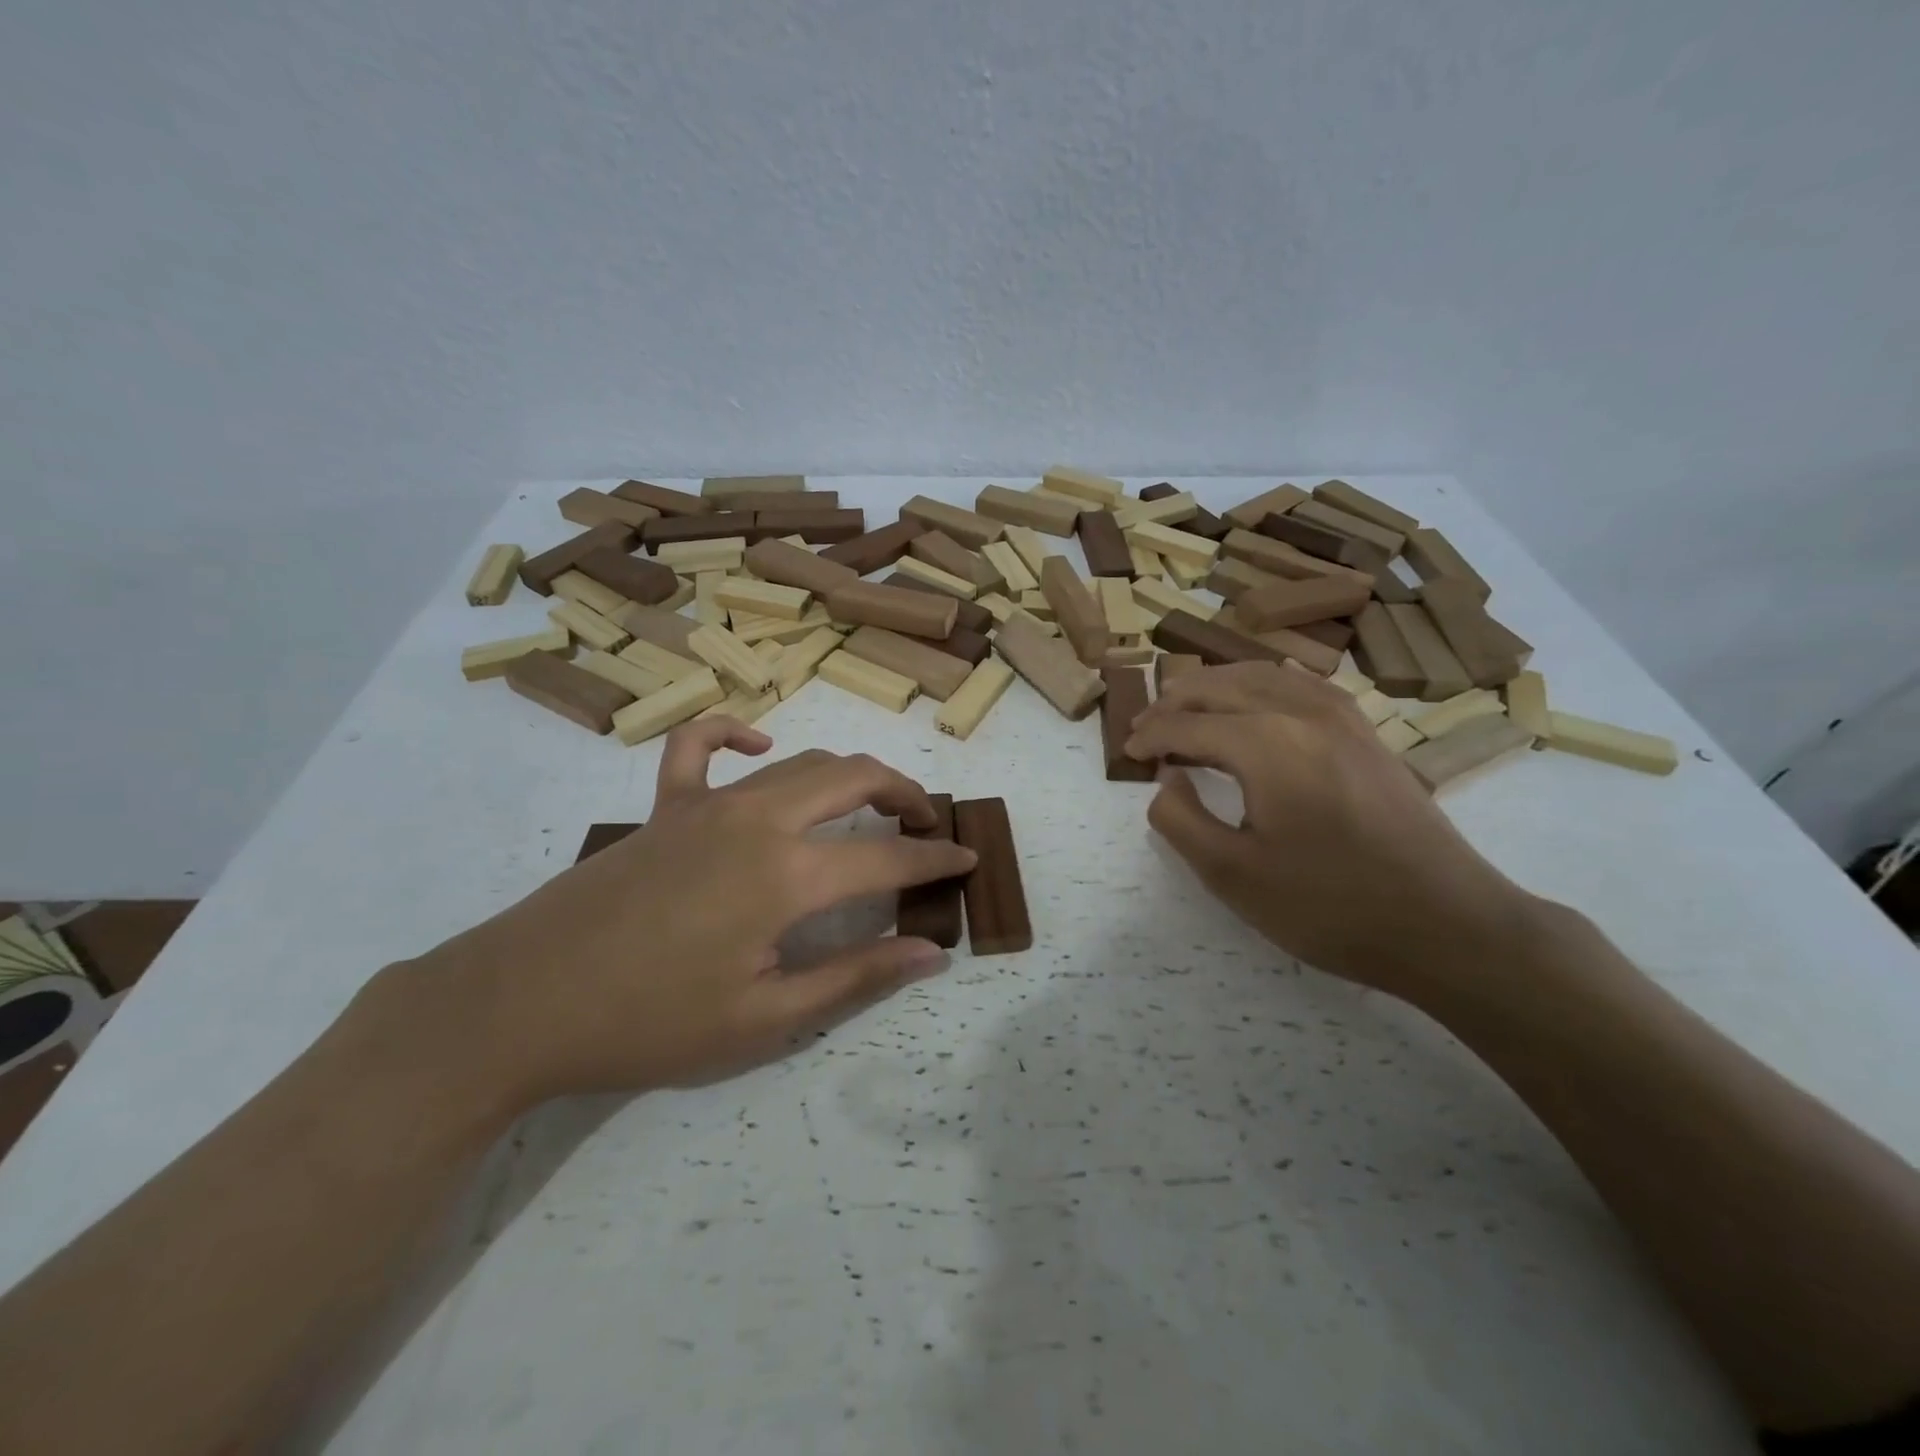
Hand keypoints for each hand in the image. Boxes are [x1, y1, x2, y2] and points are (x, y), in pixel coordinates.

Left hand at [402, 720, 975, 1107]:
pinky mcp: (664, 806)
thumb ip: (856, 976)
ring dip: (849, 774)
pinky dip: (737, 733)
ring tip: (873, 801)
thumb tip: (932, 952)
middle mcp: (758, 820)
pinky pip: (700, 746)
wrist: (520, 1004)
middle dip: (905, 794)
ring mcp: (708, 803)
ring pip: (800, 762)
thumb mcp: (765, 1019)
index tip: (968, 860)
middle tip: (928, 823)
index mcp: (788, 875)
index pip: (889, 858)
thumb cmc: (649, 1022)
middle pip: (854, 779)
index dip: (937, 860)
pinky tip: (761, 746)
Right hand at [1124, 662, 1534, 999]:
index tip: (1125, 753)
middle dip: (1174, 702)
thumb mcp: (1233, 876)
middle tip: (1145, 728)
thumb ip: (1181, 821)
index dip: (1149, 737)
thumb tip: (1167, 779)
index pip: (1187, 724)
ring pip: (1261, 675)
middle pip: (1221, 686)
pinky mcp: (1366, 732)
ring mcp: (1342, 717)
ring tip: (1187, 708)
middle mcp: (1302, 712)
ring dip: (1215, 686)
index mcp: (1265, 744)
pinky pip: (1300, 684)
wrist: (1447, 924)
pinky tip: (1254, 703)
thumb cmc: (1330, 906)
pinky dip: (1260, 684)